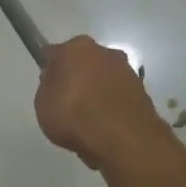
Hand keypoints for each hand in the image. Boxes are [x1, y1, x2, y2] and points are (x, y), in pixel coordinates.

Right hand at [34, 35, 168, 169]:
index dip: (51, 71)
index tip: (49, 88)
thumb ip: (48, 86)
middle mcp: (105, 52)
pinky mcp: (143, 92)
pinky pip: (118, 97)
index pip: (56, 54)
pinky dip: (112, 107)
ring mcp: (127, 71)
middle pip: (84, 63)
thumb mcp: (42, 102)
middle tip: (68, 103)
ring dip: (97, 92)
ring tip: (88, 121)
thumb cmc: (74, 115)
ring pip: (104, 79)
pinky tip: (105, 127)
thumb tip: (57, 80)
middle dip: (78, 78)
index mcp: (77, 47)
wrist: (123, 139)